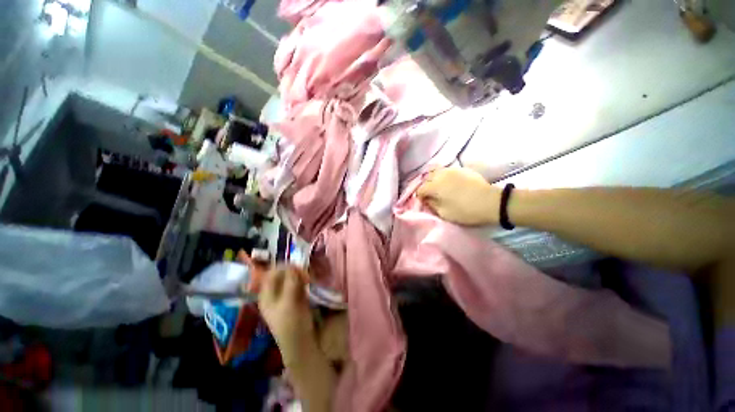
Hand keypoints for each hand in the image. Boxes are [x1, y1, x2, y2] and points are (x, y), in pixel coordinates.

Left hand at [258, 266, 315, 361]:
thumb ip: (291, 283)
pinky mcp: (296, 296)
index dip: (284, 268)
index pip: (272, 273)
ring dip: (300, 274)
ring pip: (291, 276)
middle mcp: (274, 292)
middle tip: (306, 275)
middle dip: (294, 270)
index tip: (298, 269)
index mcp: (267, 295)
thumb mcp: (289, 304)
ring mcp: (286, 294)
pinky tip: (310, 281)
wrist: (302, 342)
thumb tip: (293, 265)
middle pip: (282, 273)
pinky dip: (304, 279)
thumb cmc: (292, 325)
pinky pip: (298, 281)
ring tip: (309, 278)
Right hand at [417, 167, 500, 225]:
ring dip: (434, 179)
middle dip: (426, 186)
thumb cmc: (465, 211)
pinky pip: (447, 170)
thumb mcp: (444, 213)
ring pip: (436, 171)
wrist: (491, 202)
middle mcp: (441, 175)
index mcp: (435, 186)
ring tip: (439, 187)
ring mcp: (452, 170)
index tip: (425, 203)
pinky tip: (450, 183)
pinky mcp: (462, 169)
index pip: (420, 189)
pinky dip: (444, 176)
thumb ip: (432, 205)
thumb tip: (427, 199)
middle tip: (431, 195)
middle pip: (426, 178)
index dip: (420, 197)